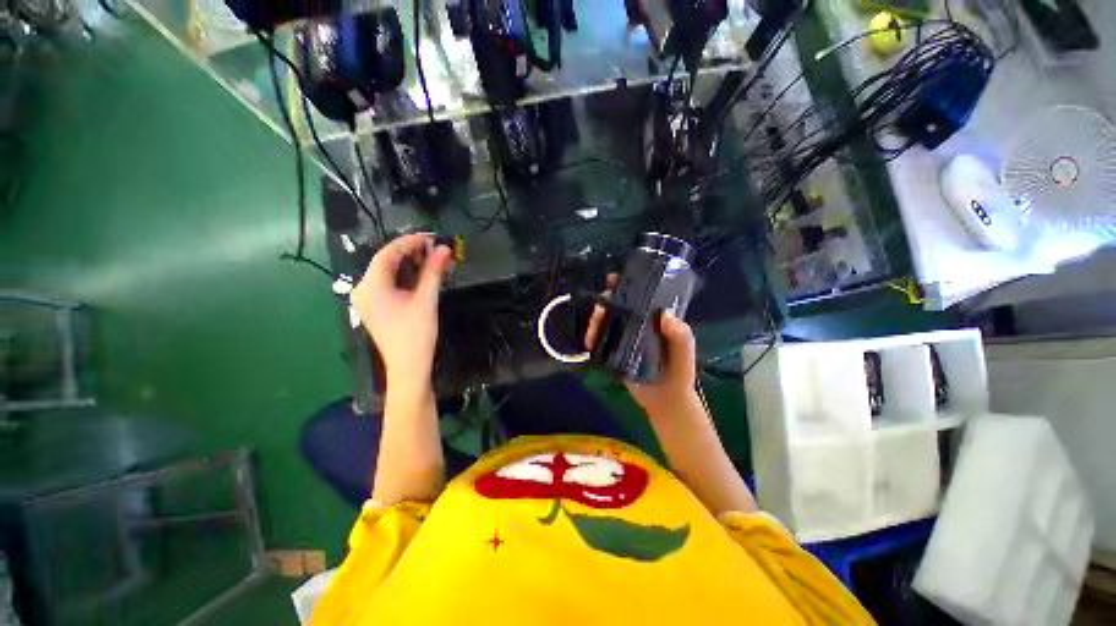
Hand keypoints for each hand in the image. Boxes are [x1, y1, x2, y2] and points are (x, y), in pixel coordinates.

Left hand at [351, 234, 454, 392]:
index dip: (410, 241)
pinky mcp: (377, 307)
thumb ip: (434, 272)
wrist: (408, 367)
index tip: (432, 237)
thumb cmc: (416, 334)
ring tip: (433, 259)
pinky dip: (407, 277)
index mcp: (371, 286)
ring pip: (389, 272)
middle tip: (436, 249)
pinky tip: (423, 275)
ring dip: (411, 264)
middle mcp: (364, 289)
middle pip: (387, 261)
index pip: (388, 253)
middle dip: (412, 252)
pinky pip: (390, 284)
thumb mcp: (426, 300)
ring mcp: (369, 299)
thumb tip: (444, 249)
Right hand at [584, 274, 697, 418]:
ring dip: (595, 321)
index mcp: (655, 318)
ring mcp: (625, 337)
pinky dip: (592, 338)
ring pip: (606, 321)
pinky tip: (588, 342)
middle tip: (599, 310)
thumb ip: (680, 334)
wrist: (666, 400)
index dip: (626, 285)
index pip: (640, 296)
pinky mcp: (615, 351)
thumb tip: (664, 314)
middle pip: (618, 306)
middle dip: (605, 304)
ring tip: (591, 331)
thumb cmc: (679, 372)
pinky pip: (601, 340)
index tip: (613, 279)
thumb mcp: (685, 350)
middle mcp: (638, 324)